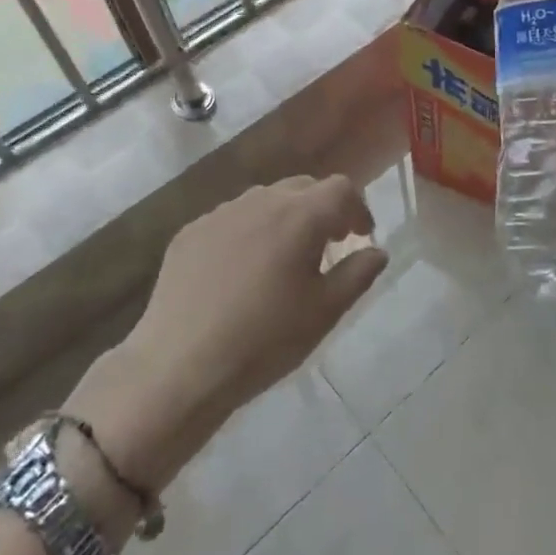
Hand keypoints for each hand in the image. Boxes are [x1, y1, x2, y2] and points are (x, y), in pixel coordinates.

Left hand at [65, 177, 387, 490]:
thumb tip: (377, 251)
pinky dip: (249, 232)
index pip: (341, 189)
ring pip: (265, 200)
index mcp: (300, 216)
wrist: (178, 367)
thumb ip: (357, 274)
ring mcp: (221, 213)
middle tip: (327, 245)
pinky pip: (231, 219)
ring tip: (283, 258)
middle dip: (323, 209)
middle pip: (303, 186)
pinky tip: (240, 272)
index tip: (360, 237)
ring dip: (285, 218)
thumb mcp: (324, 312)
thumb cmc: (264, 341)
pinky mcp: (190, 232)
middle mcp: (261, 201)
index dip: (358, 209)